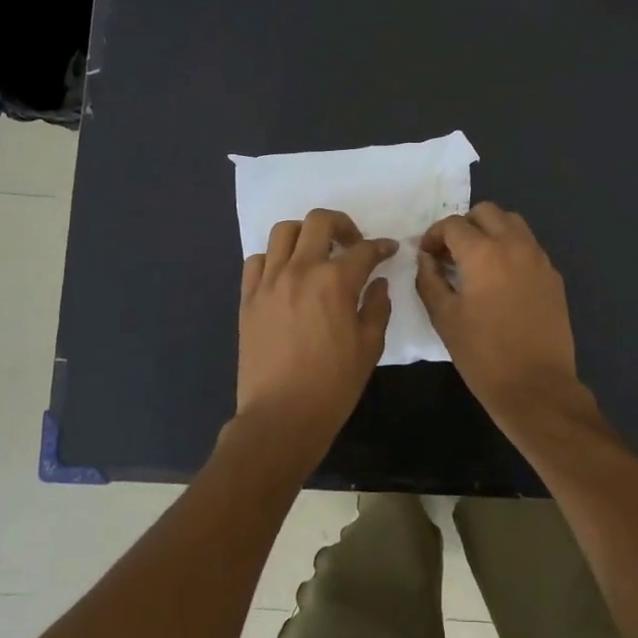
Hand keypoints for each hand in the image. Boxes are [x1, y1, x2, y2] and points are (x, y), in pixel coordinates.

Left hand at [234, 208, 396, 468]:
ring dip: (305, 235)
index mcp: (335, 281)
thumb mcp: (369, 347)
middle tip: (352, 243)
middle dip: (342, 224)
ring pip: (284, 232)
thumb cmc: (333, 385)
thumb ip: (377, 308)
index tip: (389, 250)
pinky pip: (257, 260)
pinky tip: (286, 275)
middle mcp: (300, 270)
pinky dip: (274, 258)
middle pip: (319, 221)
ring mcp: (269, 282)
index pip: (363, 249)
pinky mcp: (248, 298)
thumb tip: (377, 283)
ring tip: (316, 253)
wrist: (281, 416)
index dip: (381, 247)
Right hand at [416, 203, 585, 422]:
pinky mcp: (553, 276)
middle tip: (451, 254)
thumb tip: (426, 259)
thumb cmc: (483, 354)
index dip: (433, 235)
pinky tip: (501, 280)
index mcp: (483, 253)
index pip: (452, 224)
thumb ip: (429, 280)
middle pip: (486, 212)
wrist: (536, 386)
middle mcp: (514, 245)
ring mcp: (539, 258)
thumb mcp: (444, 318)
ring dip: (490, 232)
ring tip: (477, 262)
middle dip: (464, 226)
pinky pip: (529, 246)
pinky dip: (511, 249)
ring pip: (512, 223)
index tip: (427, 255)